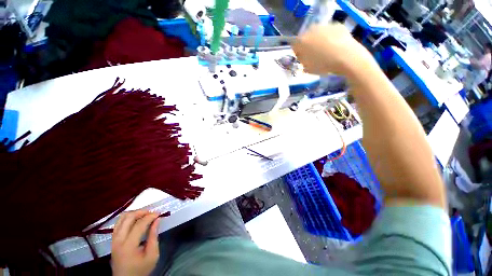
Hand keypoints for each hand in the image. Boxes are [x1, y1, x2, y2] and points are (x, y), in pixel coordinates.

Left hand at [111, 210, 159, 275]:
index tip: (159, 214)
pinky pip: (118, 223)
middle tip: (152, 213)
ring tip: (145, 215)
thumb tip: (157, 220)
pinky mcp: (113, 240)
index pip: (139, 224)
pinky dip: (128, 218)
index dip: (150, 216)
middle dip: (142, 212)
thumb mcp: (152, 255)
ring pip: (121, 218)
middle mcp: (118, 240)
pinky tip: (136, 220)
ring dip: (134, 213)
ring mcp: (114, 240)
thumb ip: (154, 236)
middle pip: (128, 218)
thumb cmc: (141, 269)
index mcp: (128, 246)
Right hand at [292, 24, 373, 75]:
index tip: (303, 59)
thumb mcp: (308, 68)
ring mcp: (324, 26)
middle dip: (308, 45)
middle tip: (314, 55)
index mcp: (301, 42)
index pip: (294, 45)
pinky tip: (335, 46)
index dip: (298, 53)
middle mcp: (311, 30)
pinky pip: (329, 32)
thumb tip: (303, 57)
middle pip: (305, 38)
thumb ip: (302, 61)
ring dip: (319, 41)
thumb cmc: (324, 65)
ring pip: (317, 34)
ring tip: (326, 50)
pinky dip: (330, 38)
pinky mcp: (336, 25)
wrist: (347, 57)